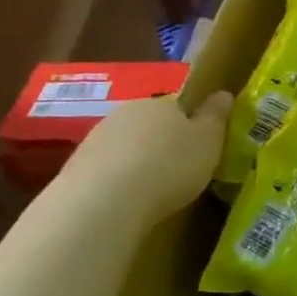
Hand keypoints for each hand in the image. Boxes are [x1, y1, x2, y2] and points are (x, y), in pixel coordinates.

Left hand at [63, 92, 230, 222]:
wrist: (103, 201)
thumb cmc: (169, 165)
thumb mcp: (208, 141)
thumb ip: (216, 116)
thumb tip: (223, 93)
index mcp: (160, 103)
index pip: (179, 106)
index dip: (191, 126)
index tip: (200, 148)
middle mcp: (125, 113)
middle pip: (150, 125)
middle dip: (162, 143)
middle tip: (179, 170)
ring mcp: (95, 139)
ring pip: (126, 147)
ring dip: (138, 162)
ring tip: (152, 191)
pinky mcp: (74, 168)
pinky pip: (106, 170)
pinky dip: (117, 181)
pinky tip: (127, 201)